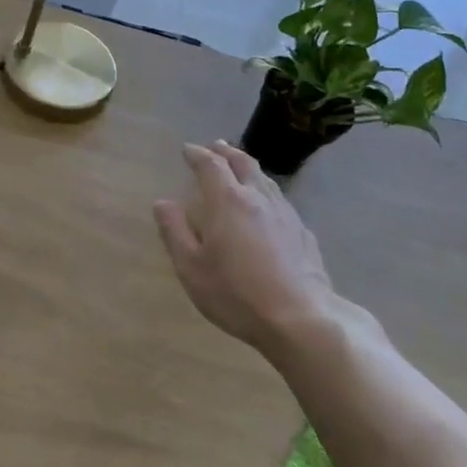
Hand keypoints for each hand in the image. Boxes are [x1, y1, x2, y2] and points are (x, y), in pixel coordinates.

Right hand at [153, 142, 338, 355]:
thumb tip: (162, 202)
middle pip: (243, 163)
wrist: (300, 319)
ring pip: (265, 179)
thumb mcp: (192, 268)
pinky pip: (280, 200)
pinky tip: (268, 206)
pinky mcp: (303, 232)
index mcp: (228, 201)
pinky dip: (266, 192)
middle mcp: (258, 198)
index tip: (187, 150)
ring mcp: (285, 214)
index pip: (210, 165)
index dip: (197, 154)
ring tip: (240, 168)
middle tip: (216, 146)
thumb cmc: (237, 294)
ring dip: (249, 168)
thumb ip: (175, 232)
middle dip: (226, 152)